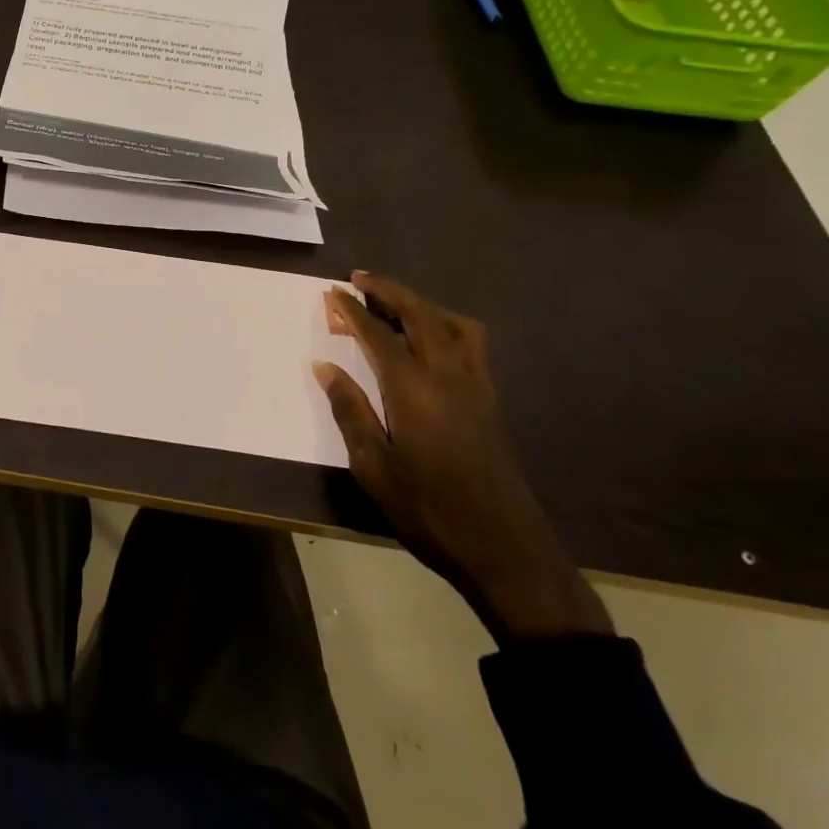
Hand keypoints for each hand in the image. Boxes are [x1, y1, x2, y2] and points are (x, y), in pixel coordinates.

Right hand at [315, 273, 612, 645]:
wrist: (503, 549)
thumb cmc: (428, 509)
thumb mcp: (373, 466)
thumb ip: (350, 410)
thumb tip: (325, 367)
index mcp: (413, 389)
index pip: (378, 335)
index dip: (353, 311)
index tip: (333, 292)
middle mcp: (448, 376)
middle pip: (420, 316)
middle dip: (389, 291)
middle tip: (360, 279)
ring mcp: (476, 387)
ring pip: (453, 324)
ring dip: (422, 304)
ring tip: (396, 304)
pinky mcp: (490, 402)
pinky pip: (471, 344)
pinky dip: (447, 325)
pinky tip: (432, 341)